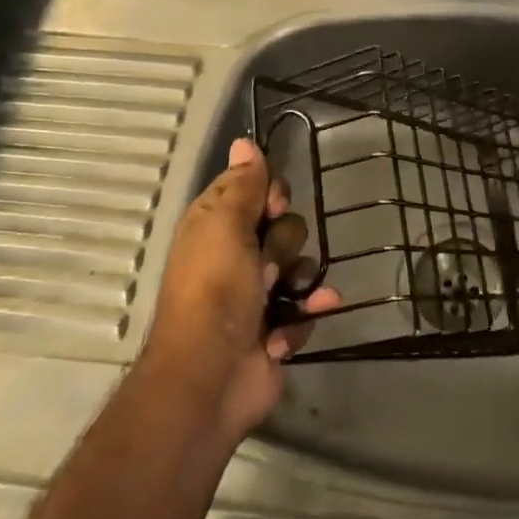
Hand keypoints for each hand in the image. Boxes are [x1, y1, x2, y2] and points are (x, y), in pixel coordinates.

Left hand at [141, 137, 340, 441]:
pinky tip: (296, 323)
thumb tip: (243, 142)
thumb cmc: (215, 291)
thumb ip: (242, 185)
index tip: (273, 206)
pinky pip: (306, 306)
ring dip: (297, 282)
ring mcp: (258, 293)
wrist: (211, 376)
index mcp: (215, 226)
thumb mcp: (225, 227)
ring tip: (281, 301)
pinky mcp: (278, 326)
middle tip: (266, 265)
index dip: (270, 195)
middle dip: (284, 244)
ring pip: (300, 266)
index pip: (255, 189)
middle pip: (284, 226)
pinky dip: (303, 315)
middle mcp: (236, 254)